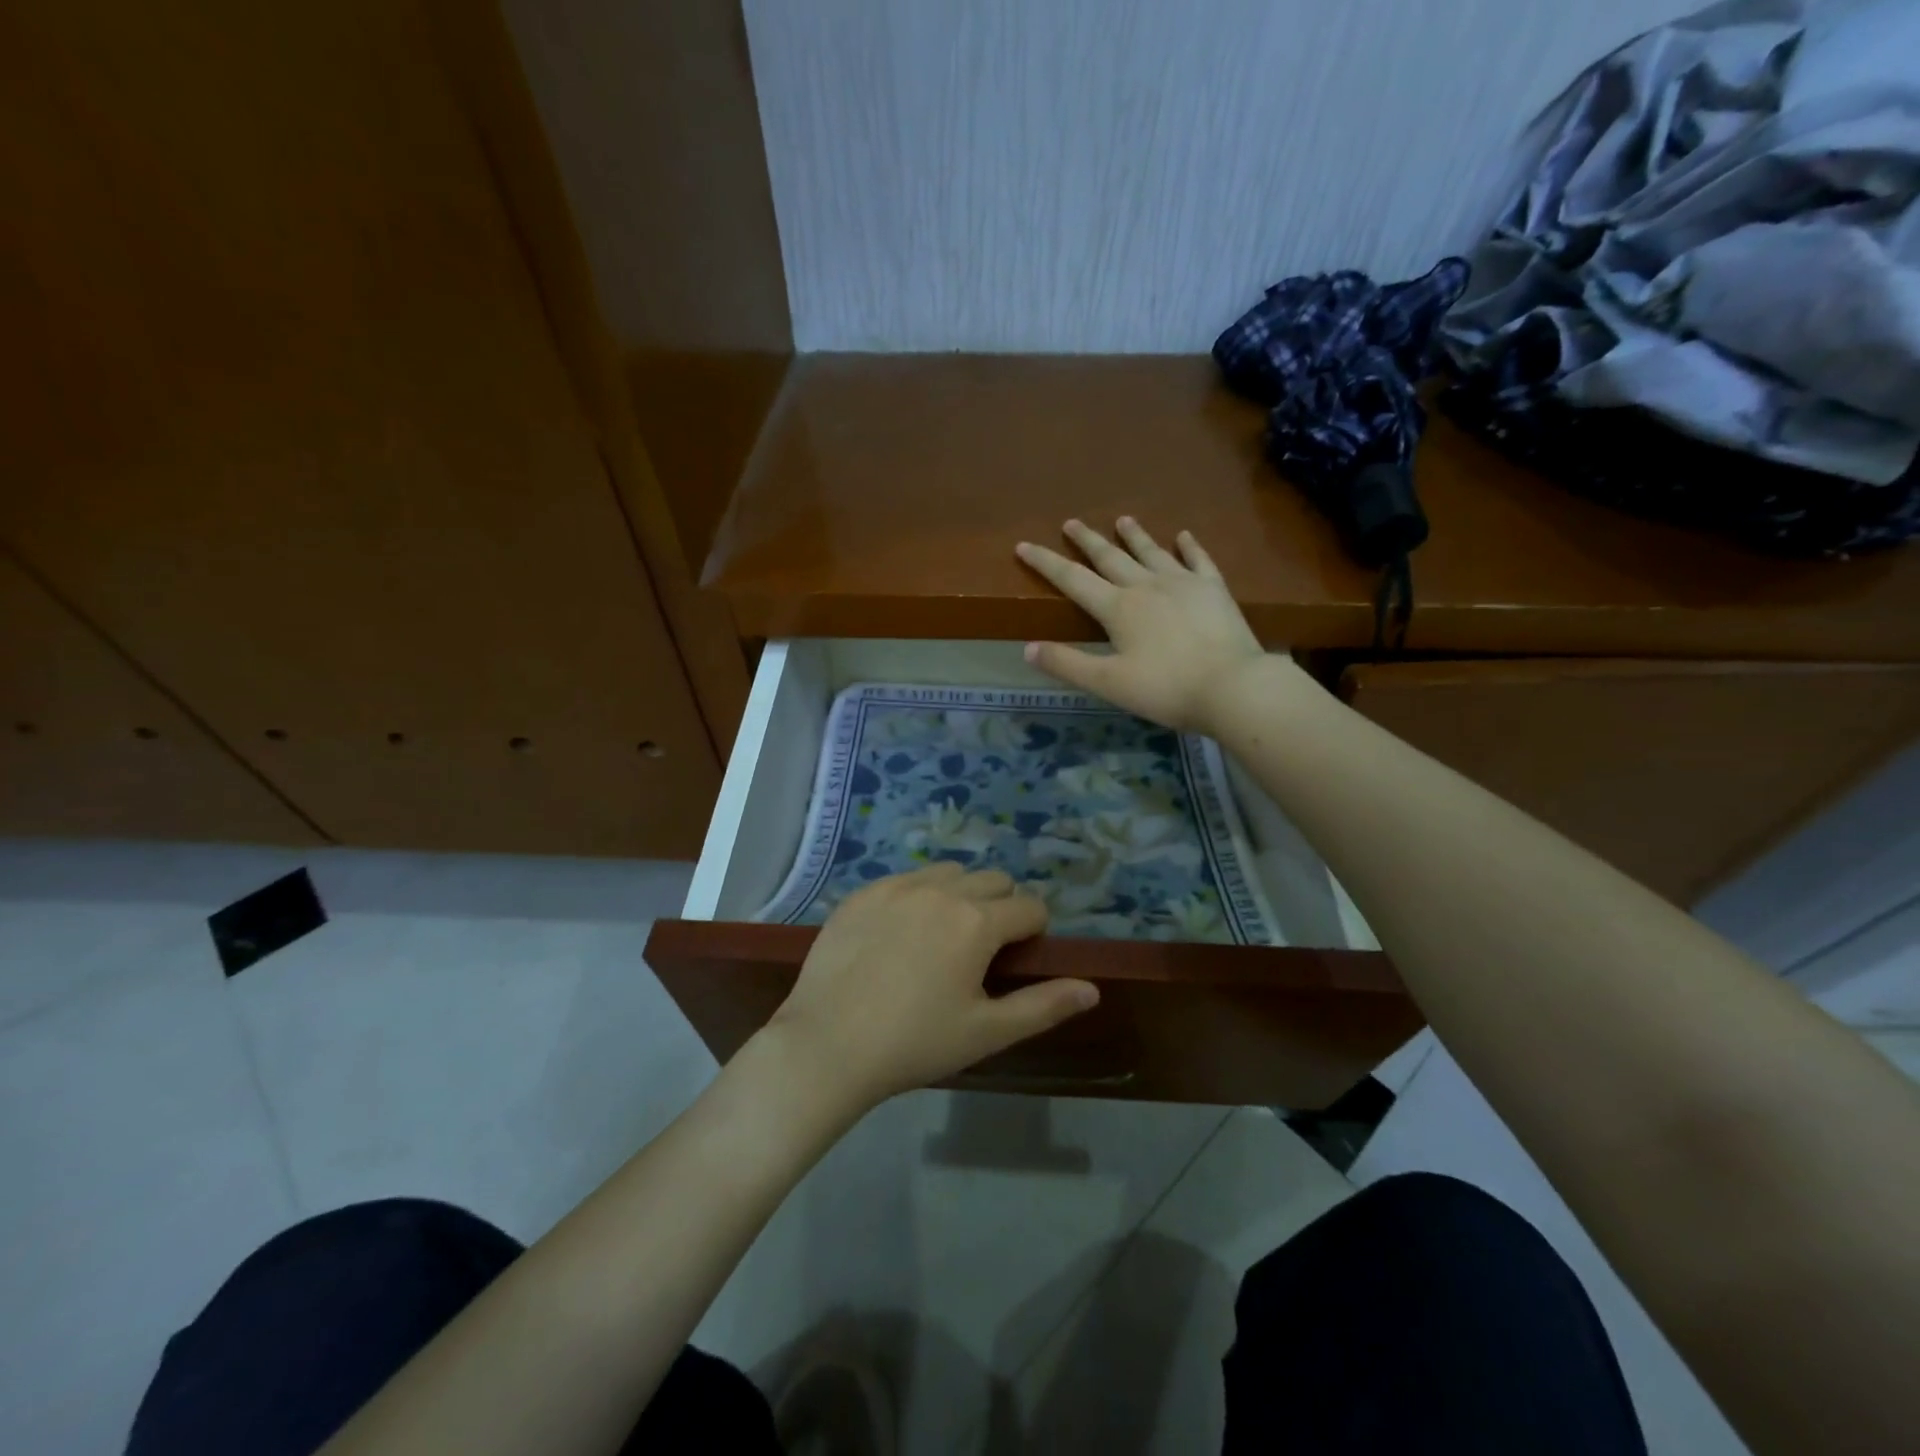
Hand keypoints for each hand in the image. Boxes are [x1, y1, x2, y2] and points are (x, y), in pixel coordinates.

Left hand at [766, 863, 1098, 1107]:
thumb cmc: (915, 1043)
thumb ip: (1044, 1006)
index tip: (1018, 960)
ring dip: (960, 894)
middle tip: (982, 951)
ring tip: (942, 937)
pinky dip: (917, 896)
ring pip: (949, 873)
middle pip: (993, 881)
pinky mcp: (862, 893)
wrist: (827, 1045)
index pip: (1029, 907)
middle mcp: (941, 890)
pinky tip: (899, 934)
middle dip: (1001, 908)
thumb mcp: (986, 1032)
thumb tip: (1091, 988)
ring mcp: (897, 886)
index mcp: (977, 921)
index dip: (1034, 932)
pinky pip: (906, 879)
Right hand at [1015, 518, 1270, 731]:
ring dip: (1134, 536)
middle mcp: (1146, 585)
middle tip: (1072, 522)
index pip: (1072, 579)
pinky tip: (1184, 536)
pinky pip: (1198, 560)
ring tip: (1122, 520)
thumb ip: (1067, 664)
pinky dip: (1189, 546)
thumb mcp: (1108, 683)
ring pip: (1151, 551)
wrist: (1232, 686)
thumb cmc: (1165, 689)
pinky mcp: (1213, 589)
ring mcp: (1183, 583)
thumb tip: (1027, 647)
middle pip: (1110, 557)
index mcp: (1117, 608)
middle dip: (1087, 540)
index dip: (1045, 563)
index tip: (1024, 545)